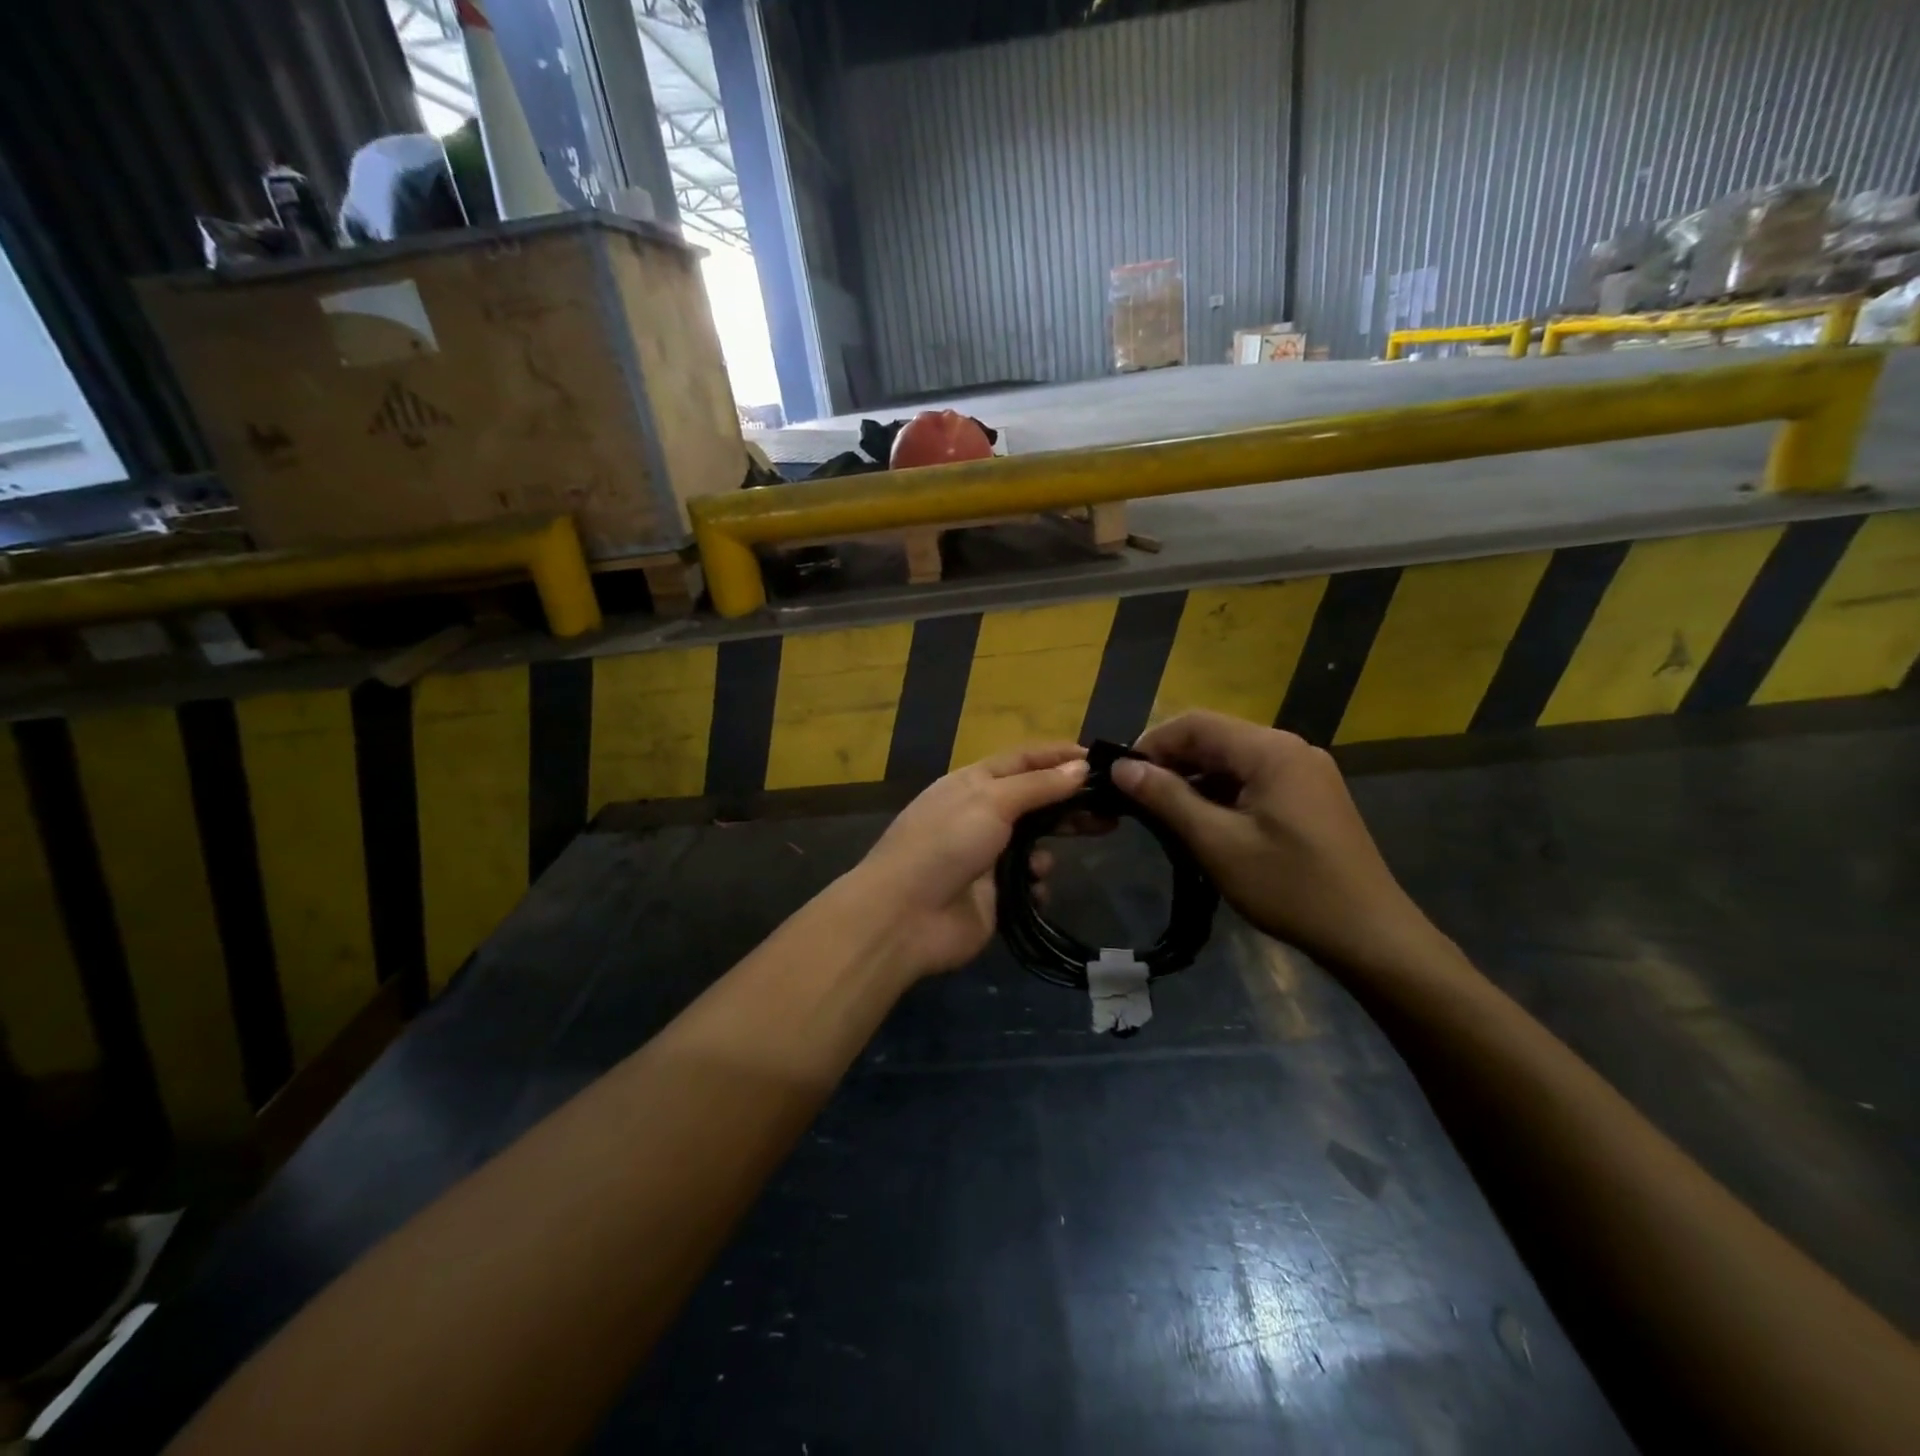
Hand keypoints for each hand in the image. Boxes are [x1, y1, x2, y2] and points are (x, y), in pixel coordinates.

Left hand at [853, 744, 1089, 977]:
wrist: (904, 916)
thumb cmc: (946, 844)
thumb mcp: (991, 801)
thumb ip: (1039, 785)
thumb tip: (1081, 765)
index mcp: (973, 783)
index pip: (1024, 759)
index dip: (1060, 756)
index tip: (1101, 759)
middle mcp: (981, 814)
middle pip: (1035, 801)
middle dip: (1068, 806)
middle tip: (1111, 812)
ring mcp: (987, 856)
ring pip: (1035, 845)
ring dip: (1045, 854)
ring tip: (1041, 866)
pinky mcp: (995, 895)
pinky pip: (1029, 884)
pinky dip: (1034, 886)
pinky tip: (1030, 892)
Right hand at [1111, 712, 1446, 978]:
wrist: (1370, 934)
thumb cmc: (1290, 887)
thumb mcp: (1218, 843)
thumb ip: (1167, 798)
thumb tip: (1122, 767)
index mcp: (1270, 750)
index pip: (1195, 723)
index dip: (1151, 743)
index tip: (1120, 776)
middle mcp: (1290, 748)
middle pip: (1215, 737)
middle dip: (1171, 761)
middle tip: (1136, 797)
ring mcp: (1305, 771)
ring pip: (1233, 759)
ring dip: (1195, 778)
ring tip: (1162, 813)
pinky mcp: (1310, 794)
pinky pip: (1253, 778)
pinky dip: (1221, 792)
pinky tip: (1204, 822)